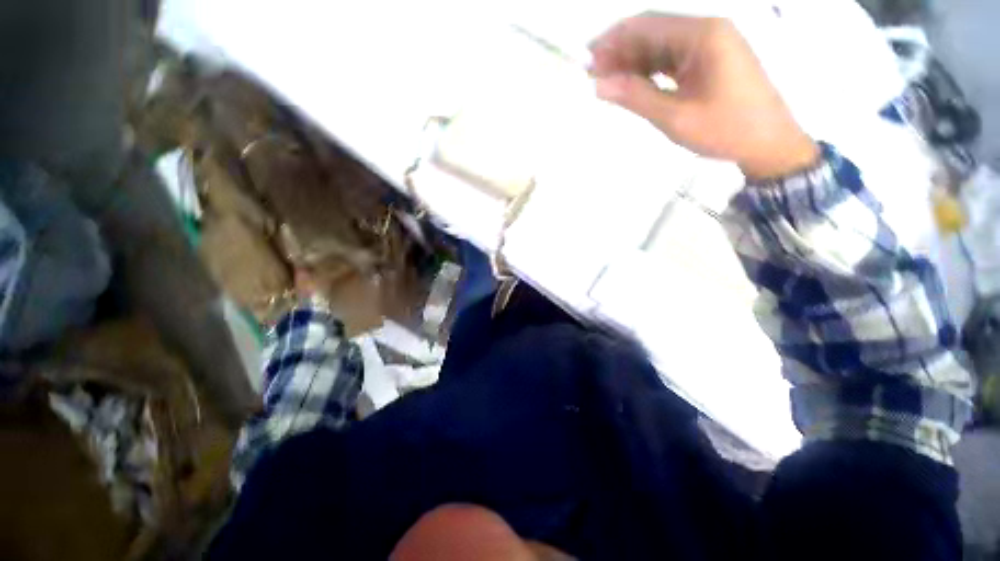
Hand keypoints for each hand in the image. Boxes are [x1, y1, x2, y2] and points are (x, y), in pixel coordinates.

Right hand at [590, 13, 818, 179]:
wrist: (769, 143)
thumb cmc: (725, 130)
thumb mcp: (675, 117)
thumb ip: (636, 97)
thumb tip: (599, 85)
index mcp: (703, 36)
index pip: (647, 26)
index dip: (613, 40)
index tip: (587, 59)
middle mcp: (707, 31)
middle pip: (653, 32)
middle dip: (620, 51)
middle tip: (592, 75)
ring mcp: (710, 46)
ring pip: (661, 46)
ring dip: (633, 62)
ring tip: (607, 82)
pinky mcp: (710, 61)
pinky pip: (672, 59)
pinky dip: (650, 71)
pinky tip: (632, 84)